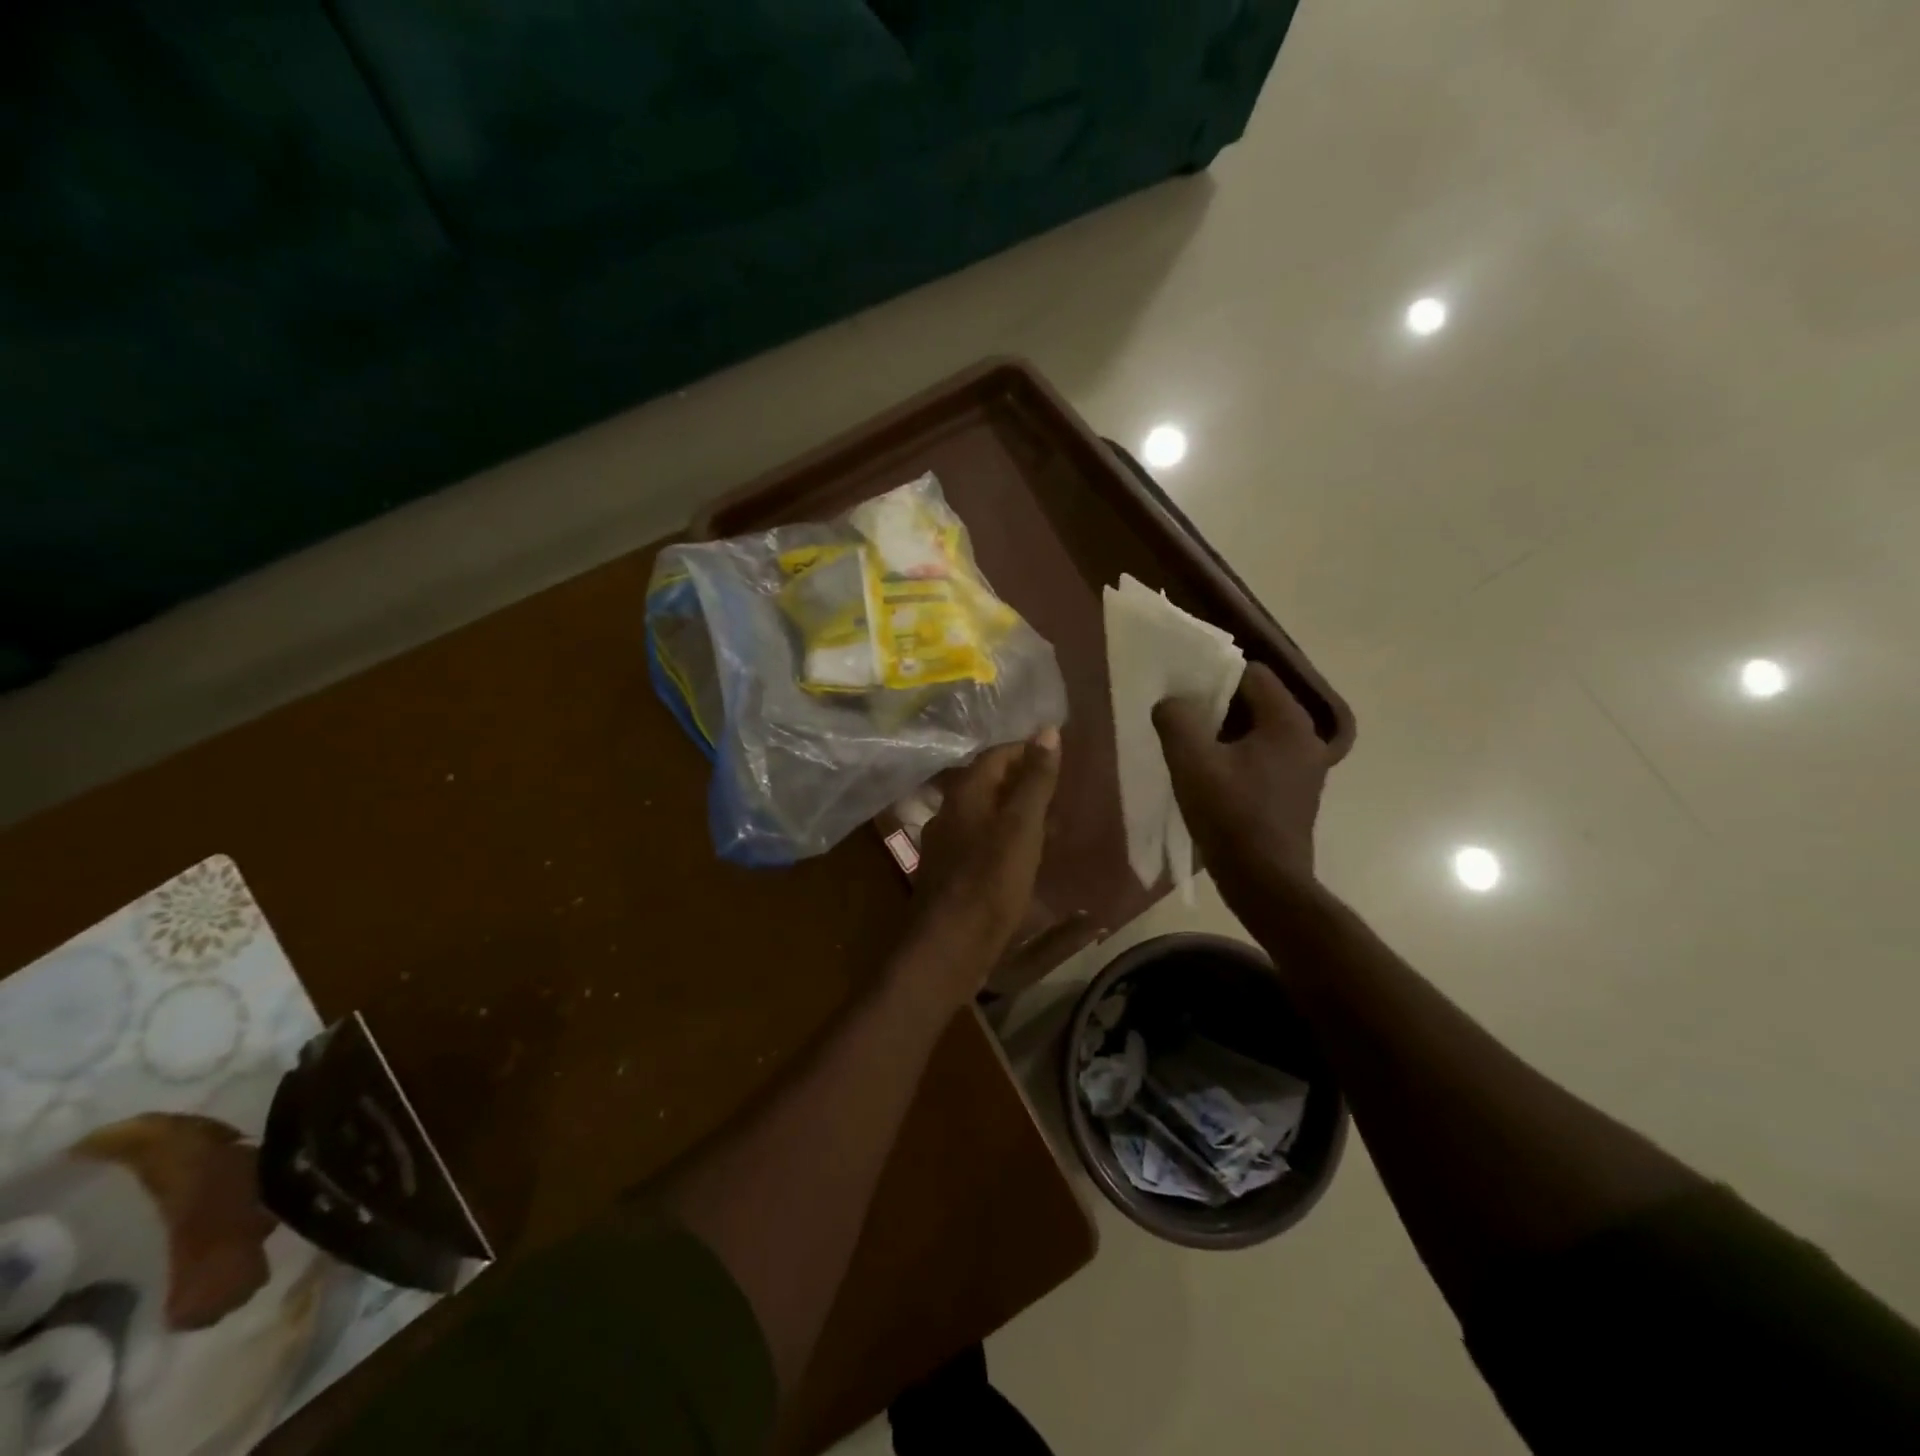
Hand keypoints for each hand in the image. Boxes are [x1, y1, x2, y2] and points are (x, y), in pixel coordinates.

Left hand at [900, 729, 1061, 1007]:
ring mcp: (946, 846)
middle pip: (988, 784)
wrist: (948, 947)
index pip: (995, 755)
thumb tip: (1047, 730)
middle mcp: (949, 813)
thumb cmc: (989, 882)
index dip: (1026, 750)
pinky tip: (1026, 858)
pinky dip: (1006, 840)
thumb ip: (1035, 780)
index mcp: (964, 794)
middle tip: (1061, 788)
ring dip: (1015, 813)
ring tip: (1052, 823)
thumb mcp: (1021, 827)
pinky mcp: (950, 875)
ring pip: (985, 815)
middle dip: (1023, 782)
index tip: (1059, 755)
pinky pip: (981, 843)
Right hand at [1152, 662, 1329, 894]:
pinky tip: (1213, 775)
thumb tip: (1171, 702)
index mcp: (1288, 721)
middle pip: (1257, 700)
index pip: (1251, 673)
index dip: (1214, 675)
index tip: (1184, 691)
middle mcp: (1307, 737)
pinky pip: (1265, 755)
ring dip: (1227, 731)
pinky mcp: (1297, 790)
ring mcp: (1306, 766)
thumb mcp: (1191, 763)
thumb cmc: (1230, 817)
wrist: (1266, 882)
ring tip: (1193, 746)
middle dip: (1218, 704)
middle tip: (1183, 718)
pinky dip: (1240, 754)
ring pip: (1260, 729)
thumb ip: (1176, 720)